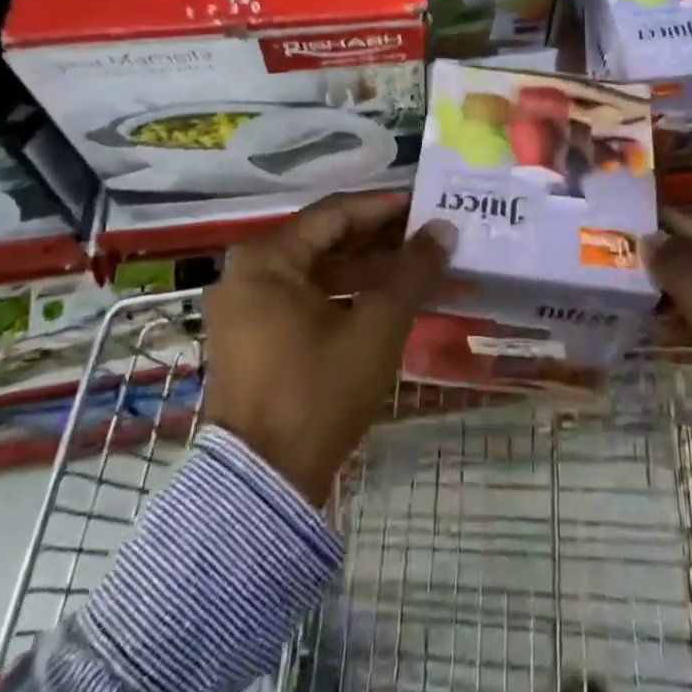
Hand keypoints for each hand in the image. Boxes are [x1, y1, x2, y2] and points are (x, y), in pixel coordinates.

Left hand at [202, 192, 452, 506]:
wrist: (264, 486)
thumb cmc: (318, 392)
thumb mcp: (375, 327)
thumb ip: (412, 272)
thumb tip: (444, 229)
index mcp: (266, 259)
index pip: (334, 214)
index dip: (384, 208)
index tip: (425, 205)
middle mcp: (248, 272)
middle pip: (325, 240)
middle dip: (380, 240)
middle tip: (428, 236)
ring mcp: (247, 307)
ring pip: (318, 271)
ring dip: (367, 269)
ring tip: (418, 268)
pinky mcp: (254, 337)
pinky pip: (306, 298)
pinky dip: (345, 296)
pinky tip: (387, 299)